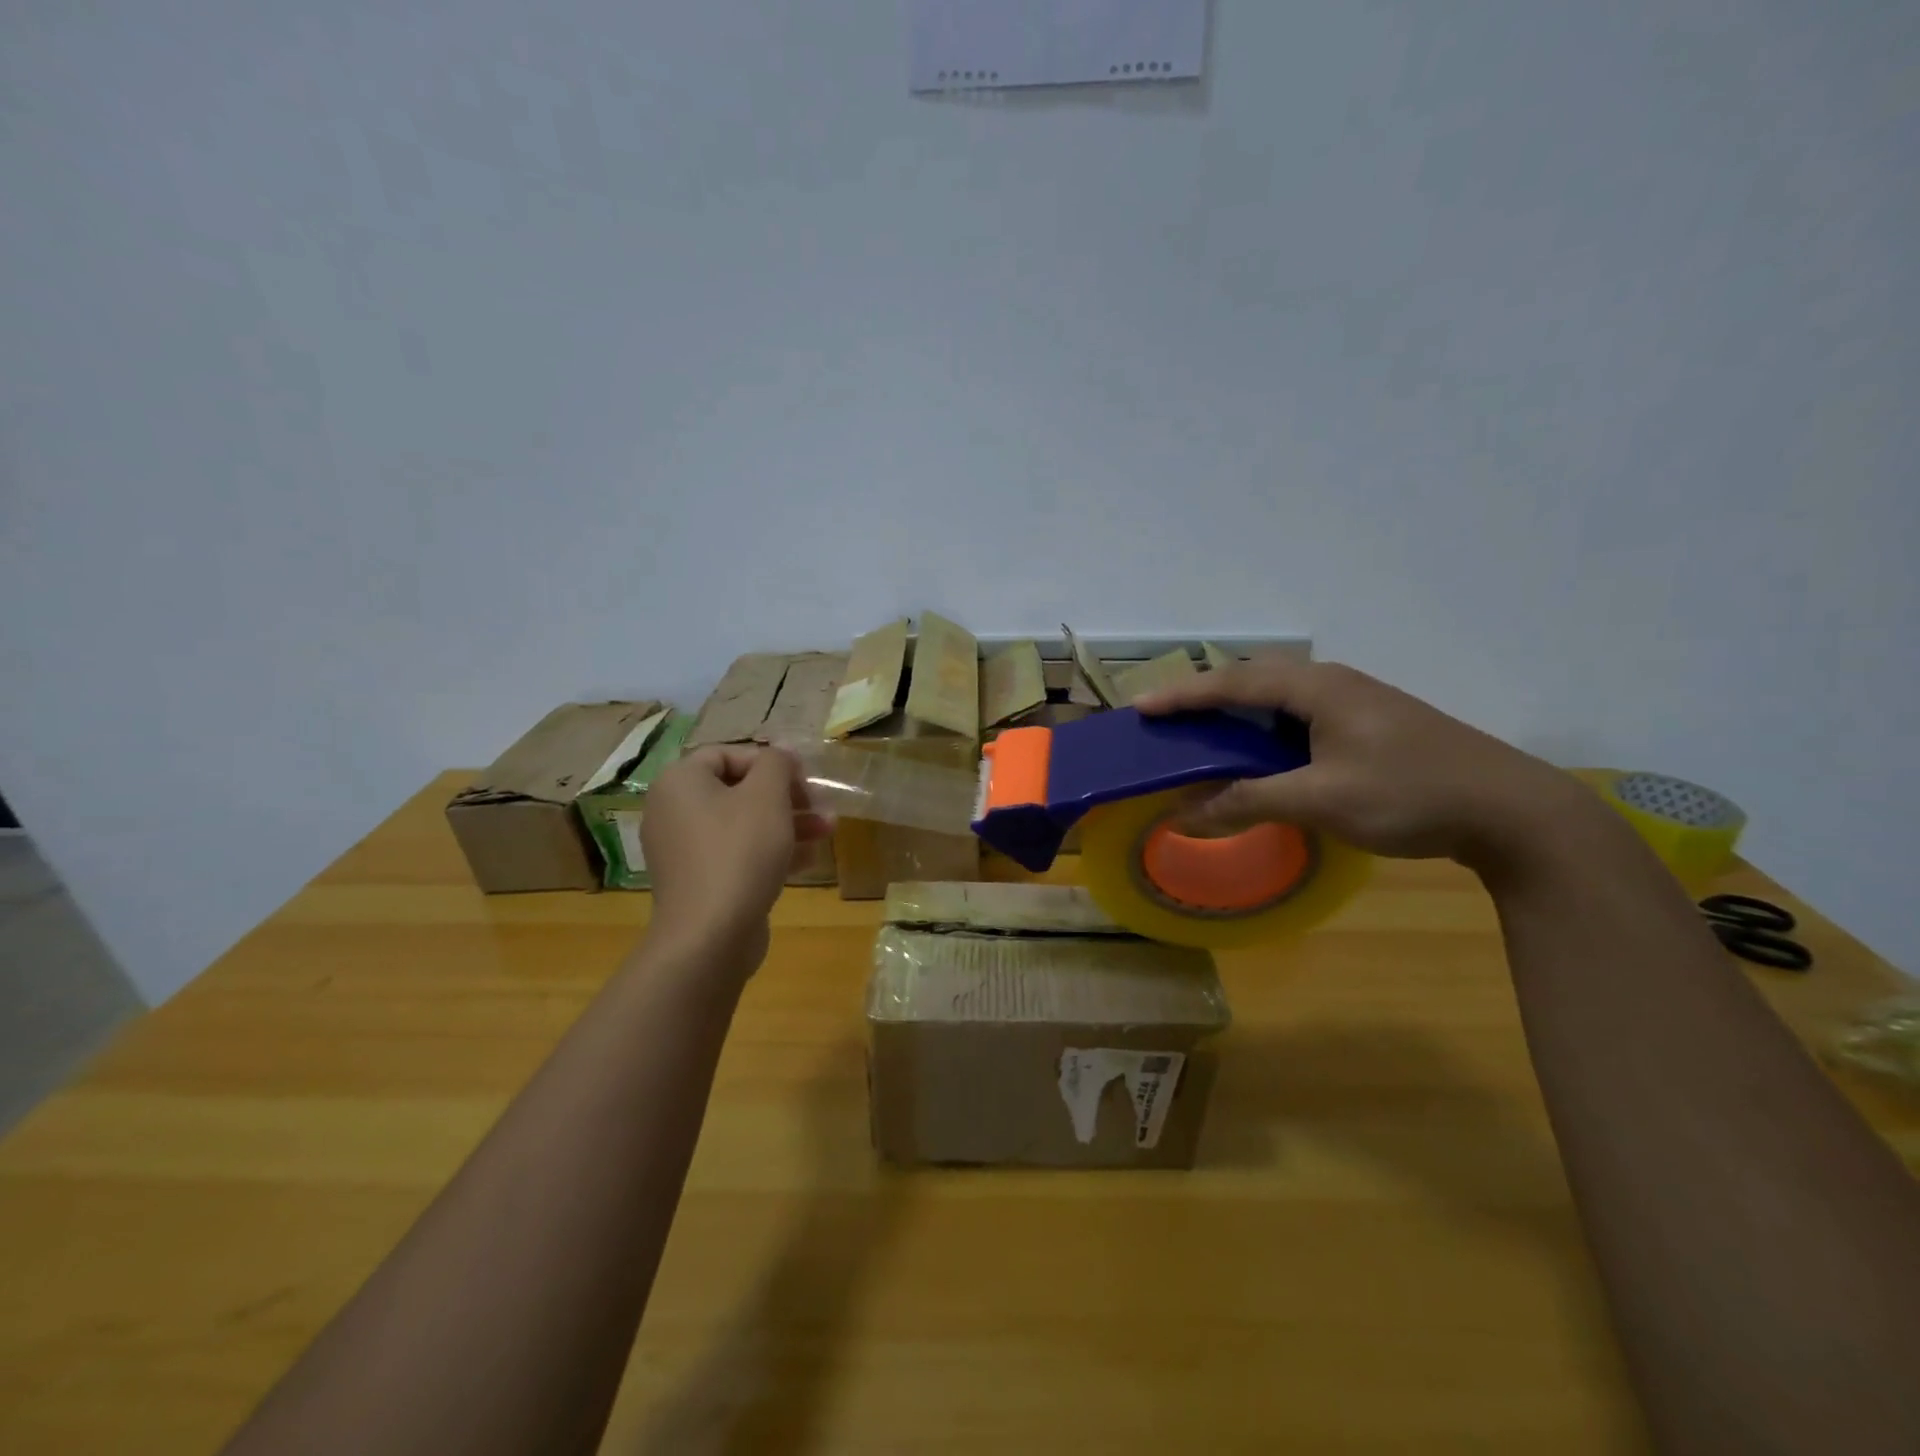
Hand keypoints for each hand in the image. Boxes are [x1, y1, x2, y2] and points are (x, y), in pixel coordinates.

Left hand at [640, 747, 828, 980]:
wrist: (710, 936)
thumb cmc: (739, 851)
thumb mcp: (768, 795)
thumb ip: (777, 763)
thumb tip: (781, 755)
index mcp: (680, 782)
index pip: (728, 754)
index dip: (770, 761)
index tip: (803, 778)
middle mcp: (674, 811)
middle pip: (738, 790)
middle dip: (786, 796)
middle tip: (820, 804)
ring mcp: (685, 850)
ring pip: (743, 824)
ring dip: (788, 823)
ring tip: (828, 829)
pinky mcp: (700, 882)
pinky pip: (738, 854)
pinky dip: (771, 851)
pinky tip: (809, 858)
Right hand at [1135, 656, 1593, 867]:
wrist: (1513, 810)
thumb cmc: (1409, 794)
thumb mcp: (1320, 801)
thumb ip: (1246, 803)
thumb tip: (1183, 815)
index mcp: (1317, 688)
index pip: (1233, 683)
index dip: (1182, 695)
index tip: (1140, 708)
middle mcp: (1333, 683)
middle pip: (1253, 680)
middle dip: (1205, 697)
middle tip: (1166, 719)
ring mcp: (1356, 702)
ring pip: (1278, 698)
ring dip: (1237, 714)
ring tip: (1202, 735)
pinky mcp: (1371, 725)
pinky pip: (1300, 717)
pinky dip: (1266, 731)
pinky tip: (1261, 755)